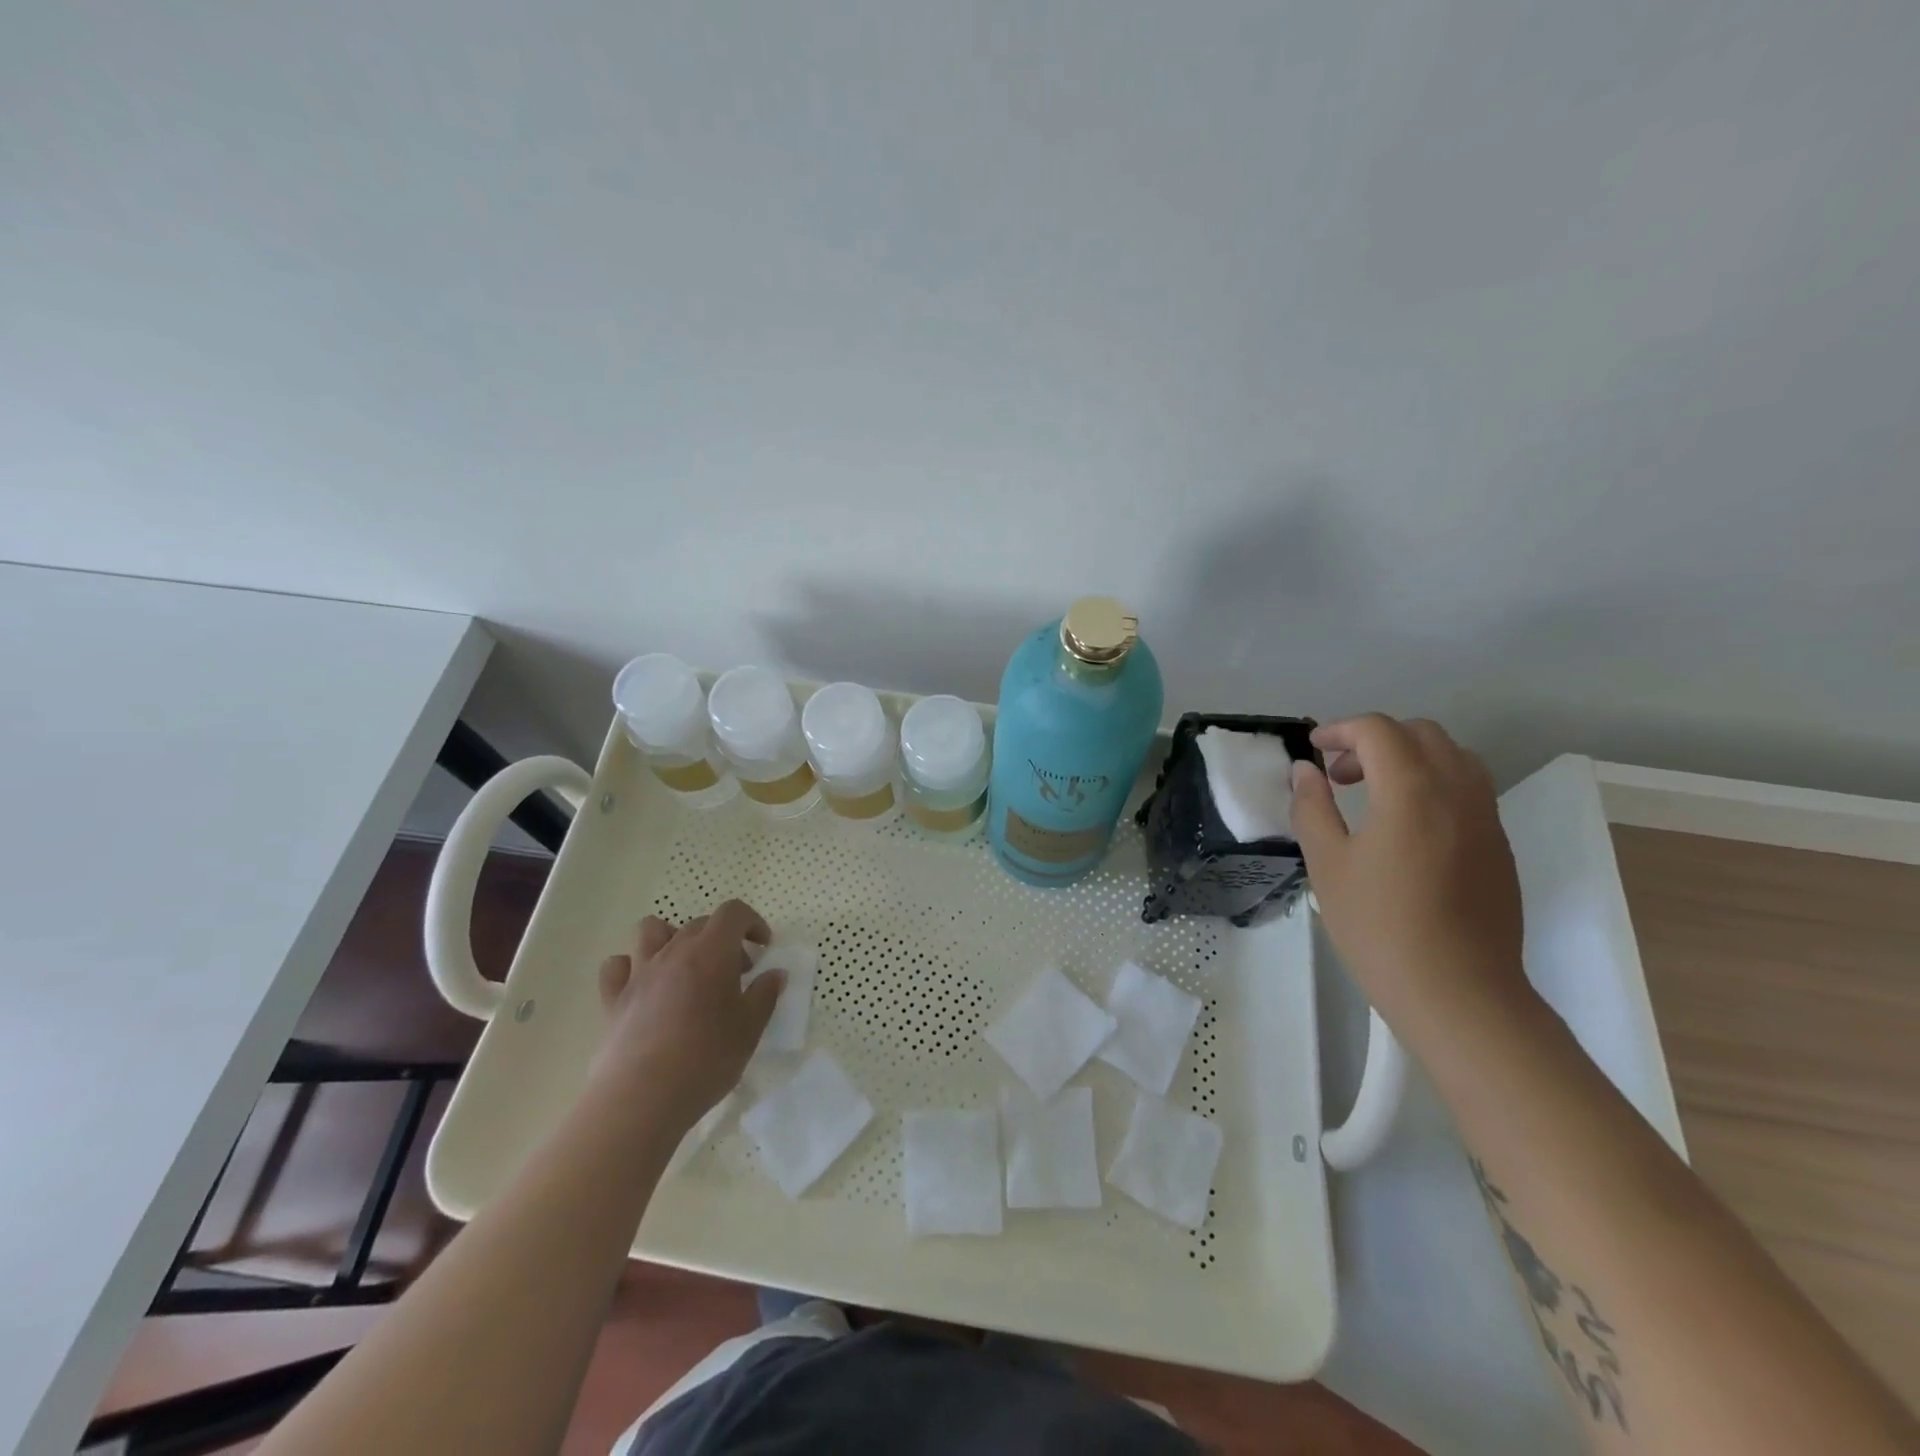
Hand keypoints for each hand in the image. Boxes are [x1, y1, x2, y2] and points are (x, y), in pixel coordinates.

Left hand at [592, 900, 782, 1130]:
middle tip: (736, 974)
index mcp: (711, 952)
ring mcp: (639, 973)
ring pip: (651, 931)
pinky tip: (645, 986)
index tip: (763, 948)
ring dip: (672, 938)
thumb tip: (775, 974)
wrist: (642, 1098)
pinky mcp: (614, 1000)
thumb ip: (765, 994)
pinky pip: (617, 967)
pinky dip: (631, 967)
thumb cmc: (706, 1059)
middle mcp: (673, 952)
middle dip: (723, 939)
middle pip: (699, 923)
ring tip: (686, 967)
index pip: (733, 913)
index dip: (752, 922)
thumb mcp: (750, 1029)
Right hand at [1290, 714, 1530, 1040]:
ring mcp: (1486, 817)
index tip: (1313, 751)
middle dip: (1374, 740)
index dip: (1340, 730)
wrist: (1458, 992)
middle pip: (1420, 733)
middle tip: (1339, 773)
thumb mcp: (1327, 864)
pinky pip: (1468, 787)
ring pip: (1452, 756)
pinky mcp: (1498, 844)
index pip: (1378, 730)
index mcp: (1412, 790)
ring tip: (1373, 793)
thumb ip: (1311, 807)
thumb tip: (1304, 770)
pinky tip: (1405, 825)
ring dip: (1408, 757)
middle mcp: (1457, 791)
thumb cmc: (1379, 927)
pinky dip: (1432, 782)